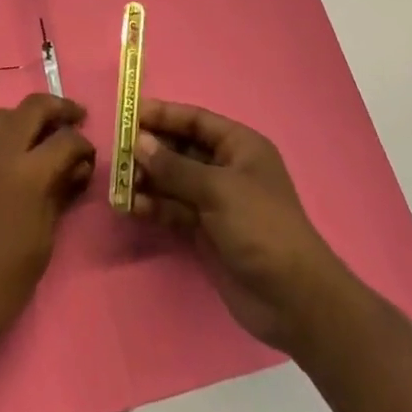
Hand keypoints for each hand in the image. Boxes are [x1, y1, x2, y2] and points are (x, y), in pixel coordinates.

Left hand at [0, 93, 95, 347]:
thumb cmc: (5, 279)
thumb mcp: (45, 238)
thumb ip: (61, 192)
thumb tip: (78, 167)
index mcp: (28, 173)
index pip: (66, 139)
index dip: (83, 144)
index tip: (87, 156)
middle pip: (34, 108)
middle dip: (59, 109)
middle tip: (73, 117)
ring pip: (0, 116)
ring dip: (21, 122)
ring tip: (31, 136)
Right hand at [130, 98, 359, 355]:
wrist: (292, 298)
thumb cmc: (260, 226)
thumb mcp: (218, 190)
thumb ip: (175, 166)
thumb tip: (139, 142)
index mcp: (239, 146)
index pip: (196, 121)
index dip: (165, 115)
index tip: (130, 114)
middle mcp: (227, 168)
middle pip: (182, 149)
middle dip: (152, 150)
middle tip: (119, 154)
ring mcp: (216, 202)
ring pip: (175, 181)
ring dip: (149, 180)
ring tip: (121, 184)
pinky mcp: (207, 232)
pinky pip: (175, 210)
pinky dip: (156, 207)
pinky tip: (133, 207)